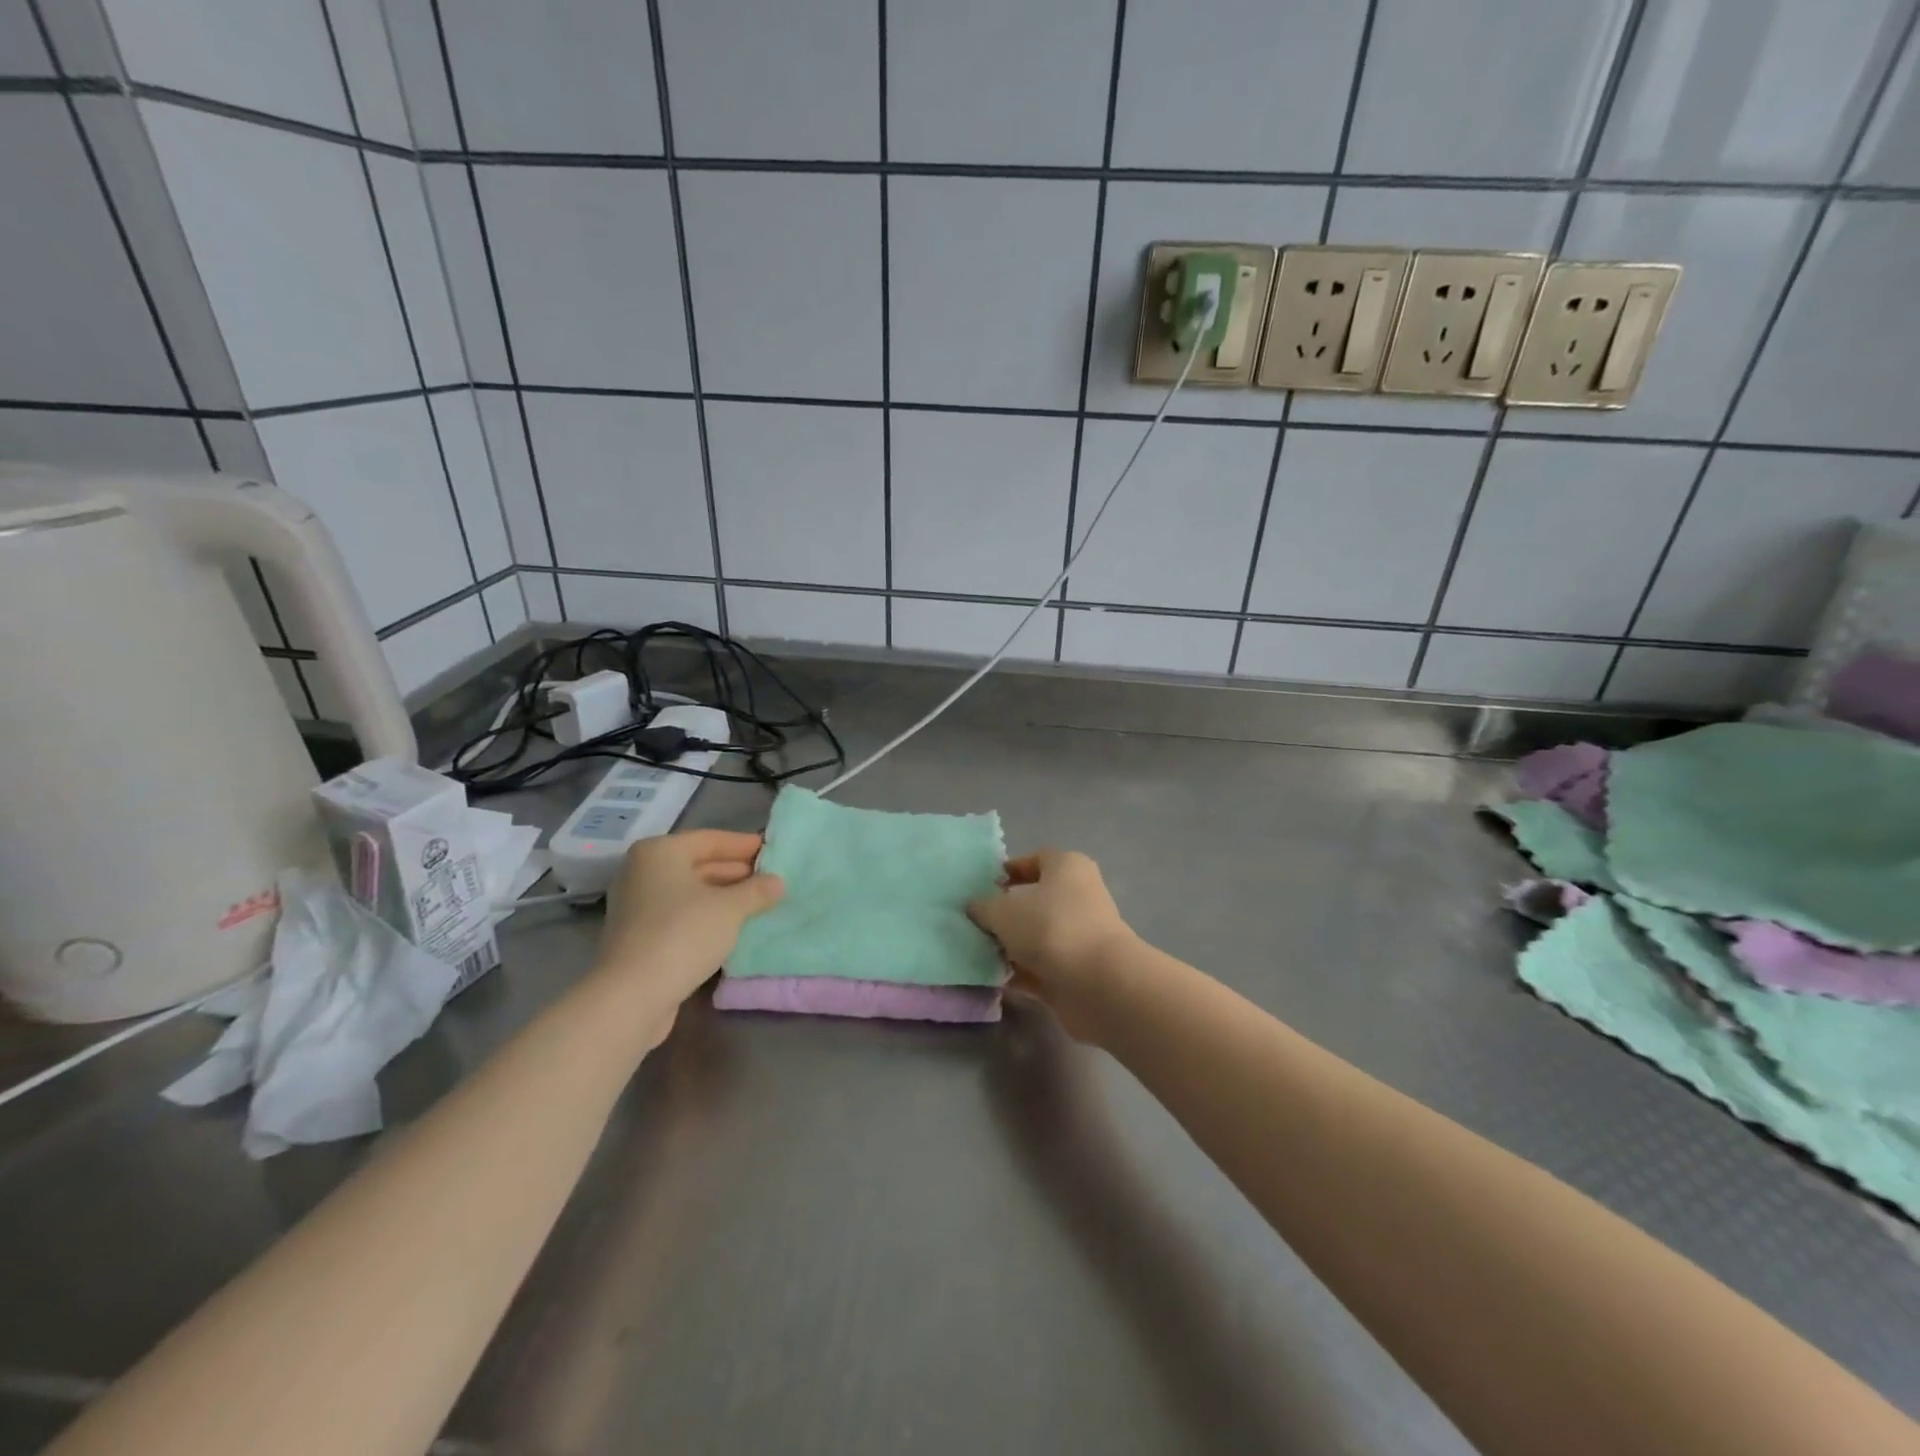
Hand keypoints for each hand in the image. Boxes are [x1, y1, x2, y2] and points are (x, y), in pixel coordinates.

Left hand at [596, 830, 784, 1008]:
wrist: (632, 996)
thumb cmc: (683, 934)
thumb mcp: (730, 908)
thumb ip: (757, 890)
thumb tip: (778, 882)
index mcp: (660, 852)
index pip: (711, 839)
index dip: (745, 845)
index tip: (774, 851)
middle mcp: (643, 872)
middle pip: (699, 864)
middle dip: (737, 872)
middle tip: (773, 879)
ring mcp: (638, 905)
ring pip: (691, 892)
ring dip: (725, 896)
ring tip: (760, 902)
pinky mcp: (640, 935)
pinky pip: (682, 915)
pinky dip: (708, 916)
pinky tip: (734, 926)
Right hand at [967, 850, 1135, 1043]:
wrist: (1098, 983)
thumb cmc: (1050, 928)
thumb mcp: (1003, 911)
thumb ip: (984, 906)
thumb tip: (976, 906)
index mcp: (1067, 867)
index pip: (1035, 860)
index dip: (1008, 871)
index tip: (982, 888)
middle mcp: (1078, 896)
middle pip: (1035, 900)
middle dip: (1005, 913)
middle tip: (974, 924)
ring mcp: (1080, 936)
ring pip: (1037, 936)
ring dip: (1011, 947)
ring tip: (978, 954)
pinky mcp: (1078, 970)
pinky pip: (1042, 967)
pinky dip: (1021, 973)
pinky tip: (995, 980)